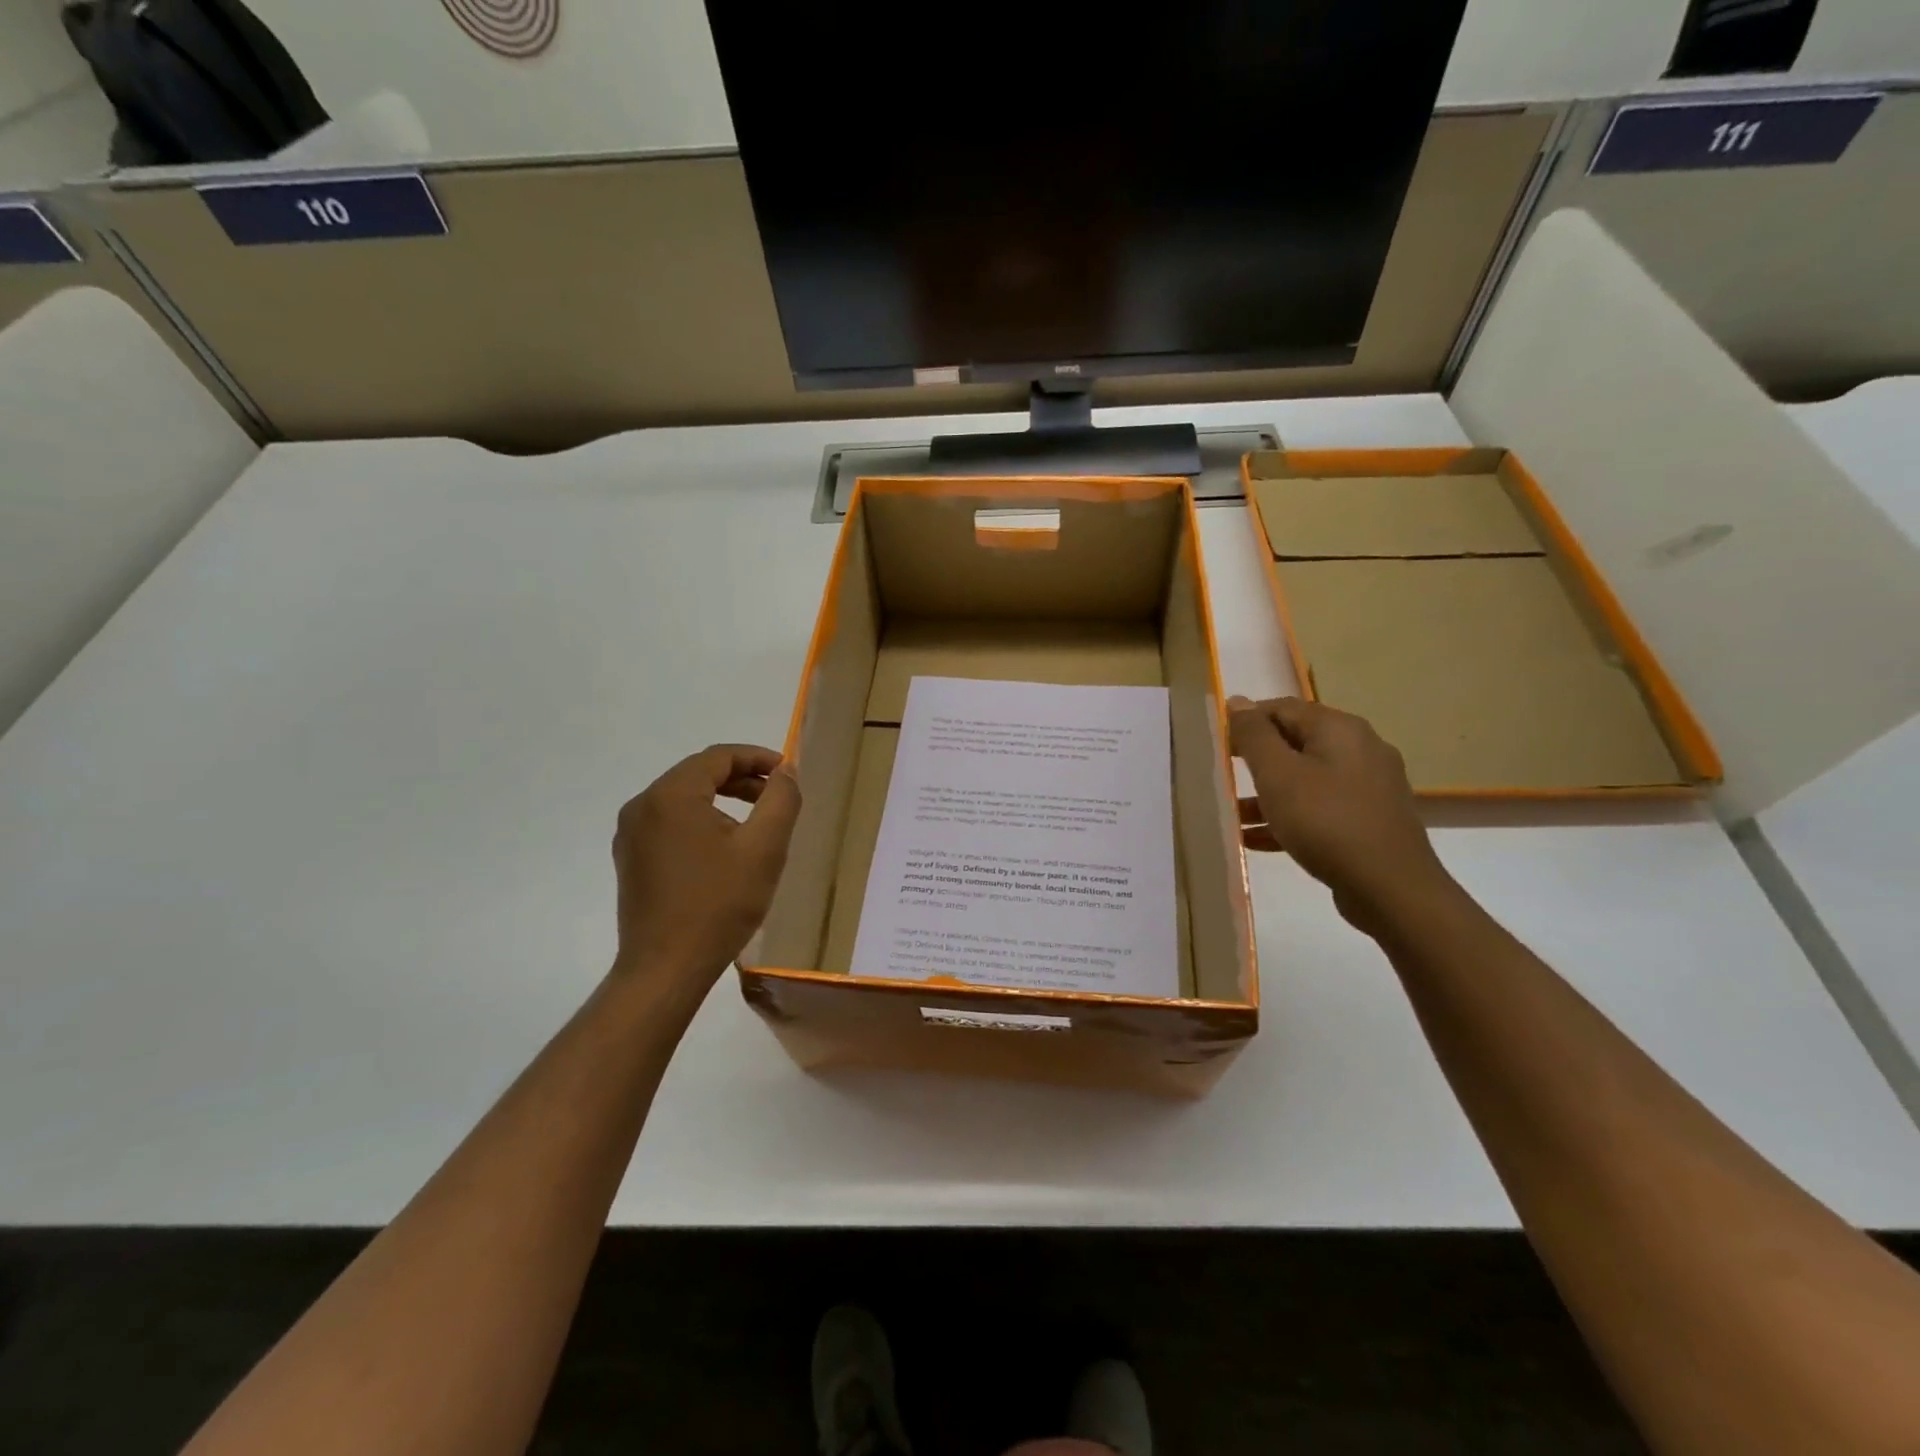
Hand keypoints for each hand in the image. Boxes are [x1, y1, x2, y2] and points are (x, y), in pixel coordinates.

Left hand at [611, 744, 801, 989]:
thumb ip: (780, 800)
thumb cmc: (719, 905)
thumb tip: (786, 770)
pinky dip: (702, 821)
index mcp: (670, 795)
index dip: (758, 758)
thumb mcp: (764, 848)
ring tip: (757, 821)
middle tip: (777, 796)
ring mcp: (631, 835)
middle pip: (699, 774)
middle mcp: (642, 806)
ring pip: (684, 799)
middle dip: (742, 779)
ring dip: (723, 800)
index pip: (718, 756)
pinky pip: (670, 823)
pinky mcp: (631, 859)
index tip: (788, 772)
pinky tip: (725, 848)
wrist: (666, 969)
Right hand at [1229, 696, 1455, 933]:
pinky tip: (1257, 839)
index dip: (1246, 721)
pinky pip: (1320, 808)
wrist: (1391, 889)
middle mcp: (1360, 749)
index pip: (1282, 708)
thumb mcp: (1278, 775)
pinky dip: (1289, 817)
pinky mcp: (1369, 820)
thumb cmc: (1326, 822)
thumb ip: (1254, 735)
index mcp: (1339, 729)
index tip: (1216, 744)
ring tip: (1232, 815)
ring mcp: (1369, 787)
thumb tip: (1238, 701)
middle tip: (1222, 776)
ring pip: (1306, 779)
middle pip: (1296, 743)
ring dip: (1268, 794)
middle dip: (1256, 760)